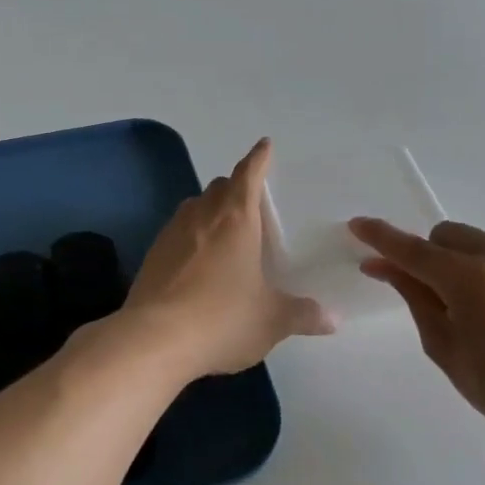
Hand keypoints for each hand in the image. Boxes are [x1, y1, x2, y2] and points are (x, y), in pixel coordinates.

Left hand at [124, 139, 333, 377]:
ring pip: (194, 207)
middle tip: (251, 201)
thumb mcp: (271, 321)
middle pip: (219, 187)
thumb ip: (302, 315)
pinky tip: (197, 261)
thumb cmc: (222, 319)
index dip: (258, 159)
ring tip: (224, 230)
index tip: (264, 145)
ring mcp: (172, 234)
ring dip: (210, 209)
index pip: (248, 175)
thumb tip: (332, 320)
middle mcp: (202, 217)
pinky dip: (191, 236)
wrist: (153, 340)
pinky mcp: (152, 256)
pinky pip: (176, 233)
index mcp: (236, 220)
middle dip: (236, 187)